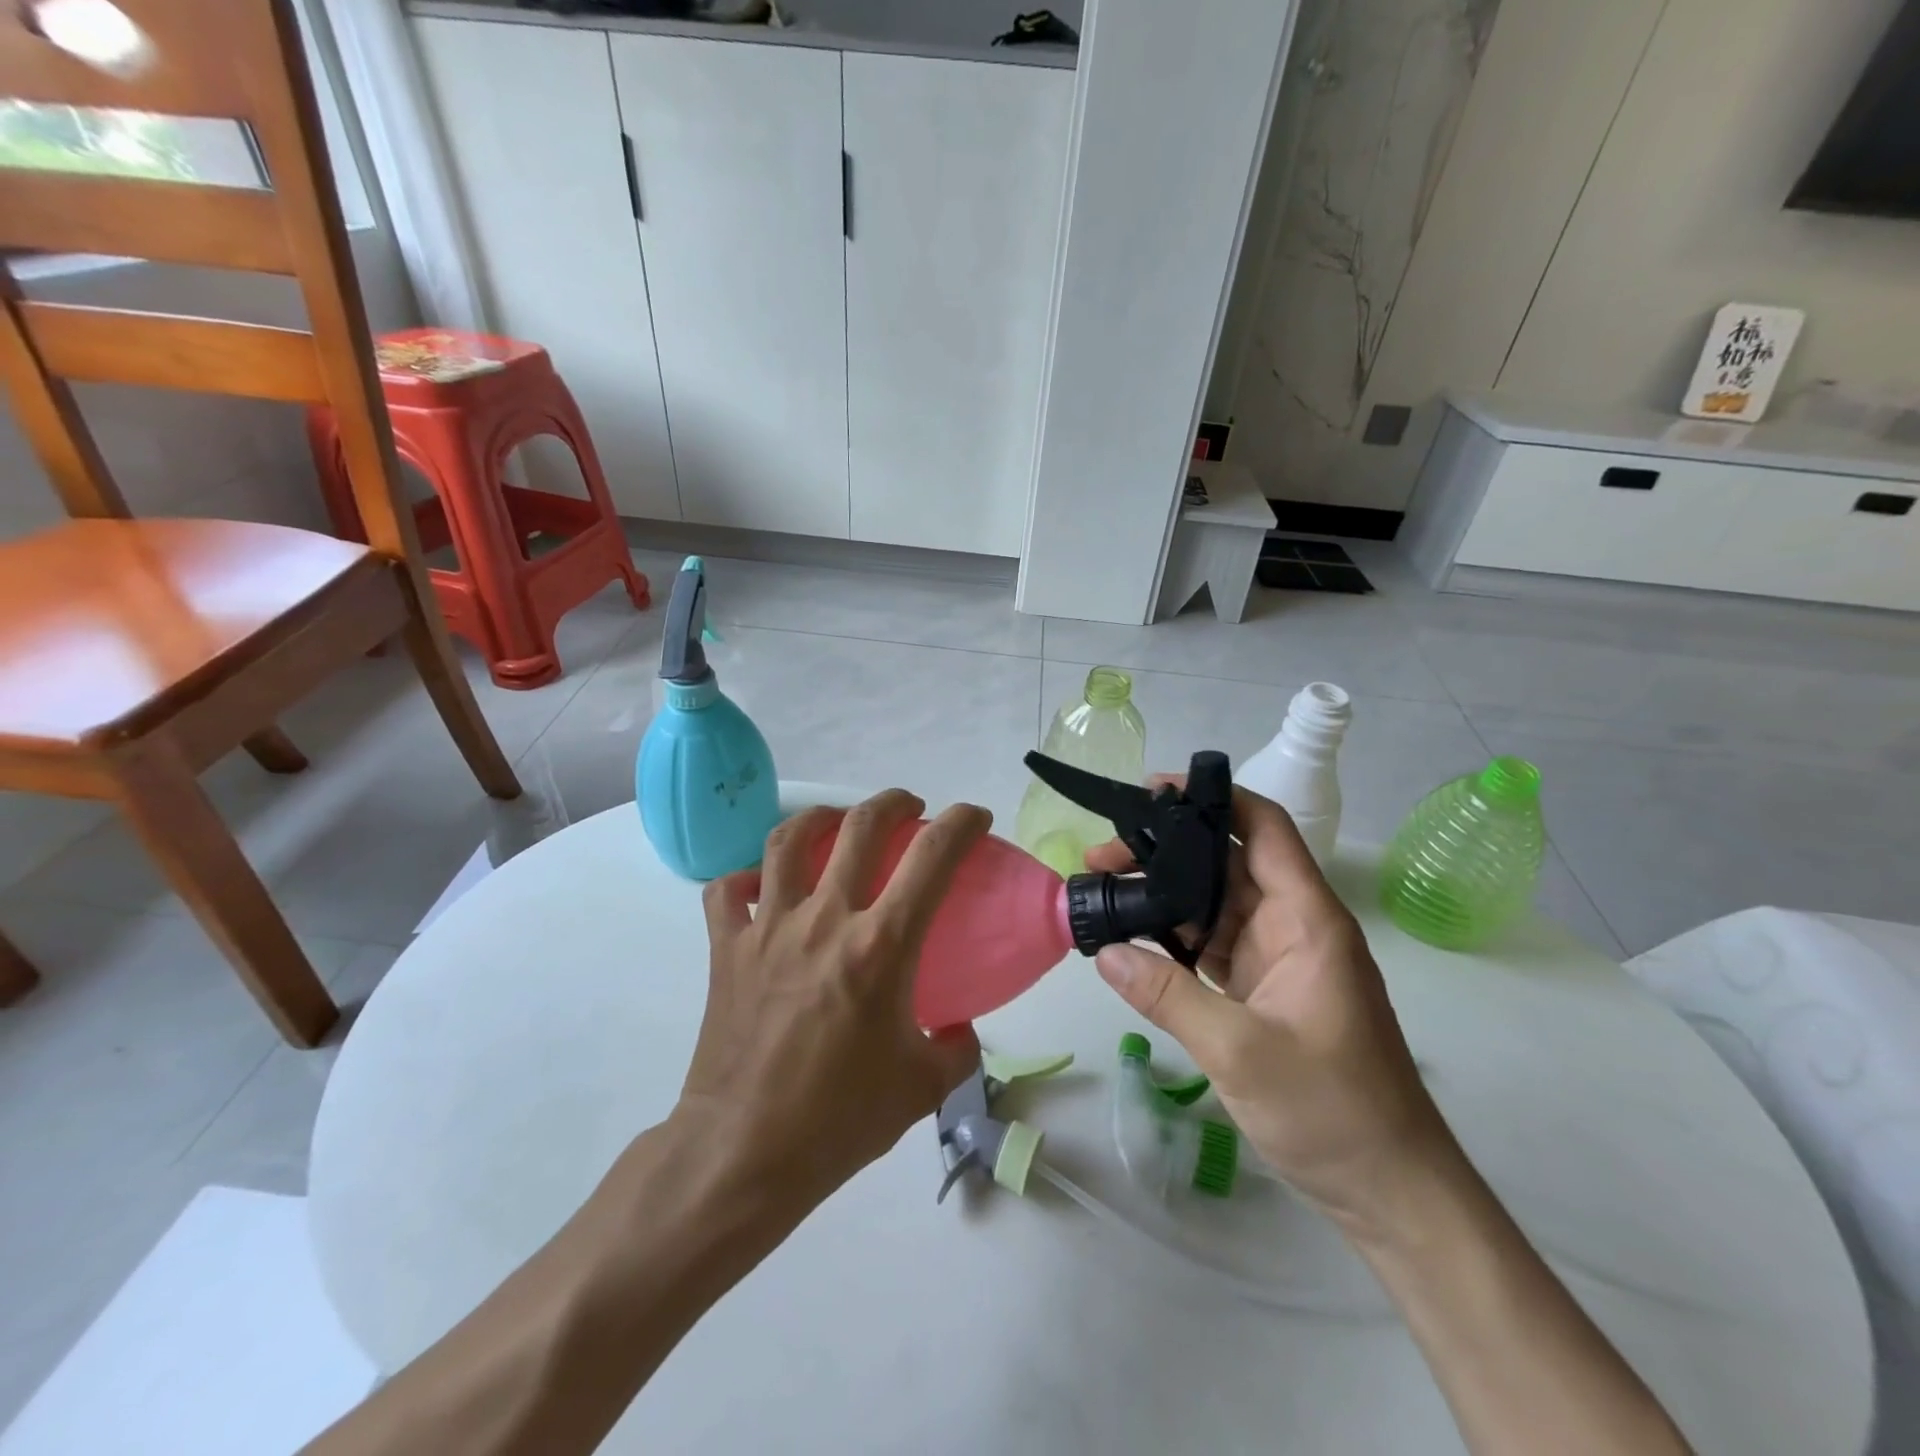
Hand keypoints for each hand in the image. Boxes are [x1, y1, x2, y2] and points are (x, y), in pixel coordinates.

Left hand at [677, 790, 989, 1209]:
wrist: (743, 1151)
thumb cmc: (839, 1119)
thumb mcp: (923, 1086)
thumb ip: (957, 1047)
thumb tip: (959, 1027)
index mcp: (880, 945)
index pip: (932, 858)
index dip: (961, 824)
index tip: (973, 817)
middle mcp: (825, 919)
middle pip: (860, 826)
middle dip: (893, 804)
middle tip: (910, 809)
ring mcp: (769, 927)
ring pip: (789, 840)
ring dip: (820, 818)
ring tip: (837, 822)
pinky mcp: (727, 947)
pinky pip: (729, 891)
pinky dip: (747, 877)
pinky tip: (764, 884)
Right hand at [1088, 782, 1447, 1224]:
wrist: (1388, 1191)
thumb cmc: (1333, 1111)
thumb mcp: (1241, 1051)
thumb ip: (1169, 996)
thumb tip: (1106, 950)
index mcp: (1306, 919)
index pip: (1263, 828)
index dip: (1213, 798)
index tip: (1152, 791)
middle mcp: (1292, 926)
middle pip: (1225, 863)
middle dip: (1165, 850)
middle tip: (1101, 854)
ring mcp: (1275, 958)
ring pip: (1212, 904)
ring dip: (1163, 894)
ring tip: (1104, 887)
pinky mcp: (1261, 989)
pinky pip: (1210, 945)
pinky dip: (1172, 936)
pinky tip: (1132, 936)